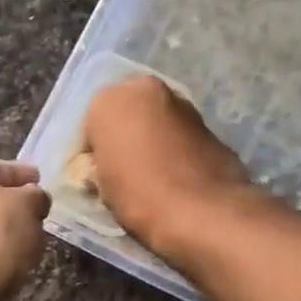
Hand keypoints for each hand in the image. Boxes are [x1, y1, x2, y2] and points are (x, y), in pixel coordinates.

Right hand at [80, 76, 252, 257]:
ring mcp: (182, 103)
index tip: (99, 176)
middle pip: (126, 113)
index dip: (94, 153)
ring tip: (153, 176)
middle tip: (124, 171)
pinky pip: (181, 134)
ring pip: (156, 121)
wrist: (204, 211)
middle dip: (125, 136)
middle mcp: (146, 89)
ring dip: (152, 139)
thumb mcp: (101, 185)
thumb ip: (100, 164)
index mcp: (109, 99)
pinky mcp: (209, 124)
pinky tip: (177, 176)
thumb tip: (107, 167)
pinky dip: (176, 148)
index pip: (90, 125)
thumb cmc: (140, 195)